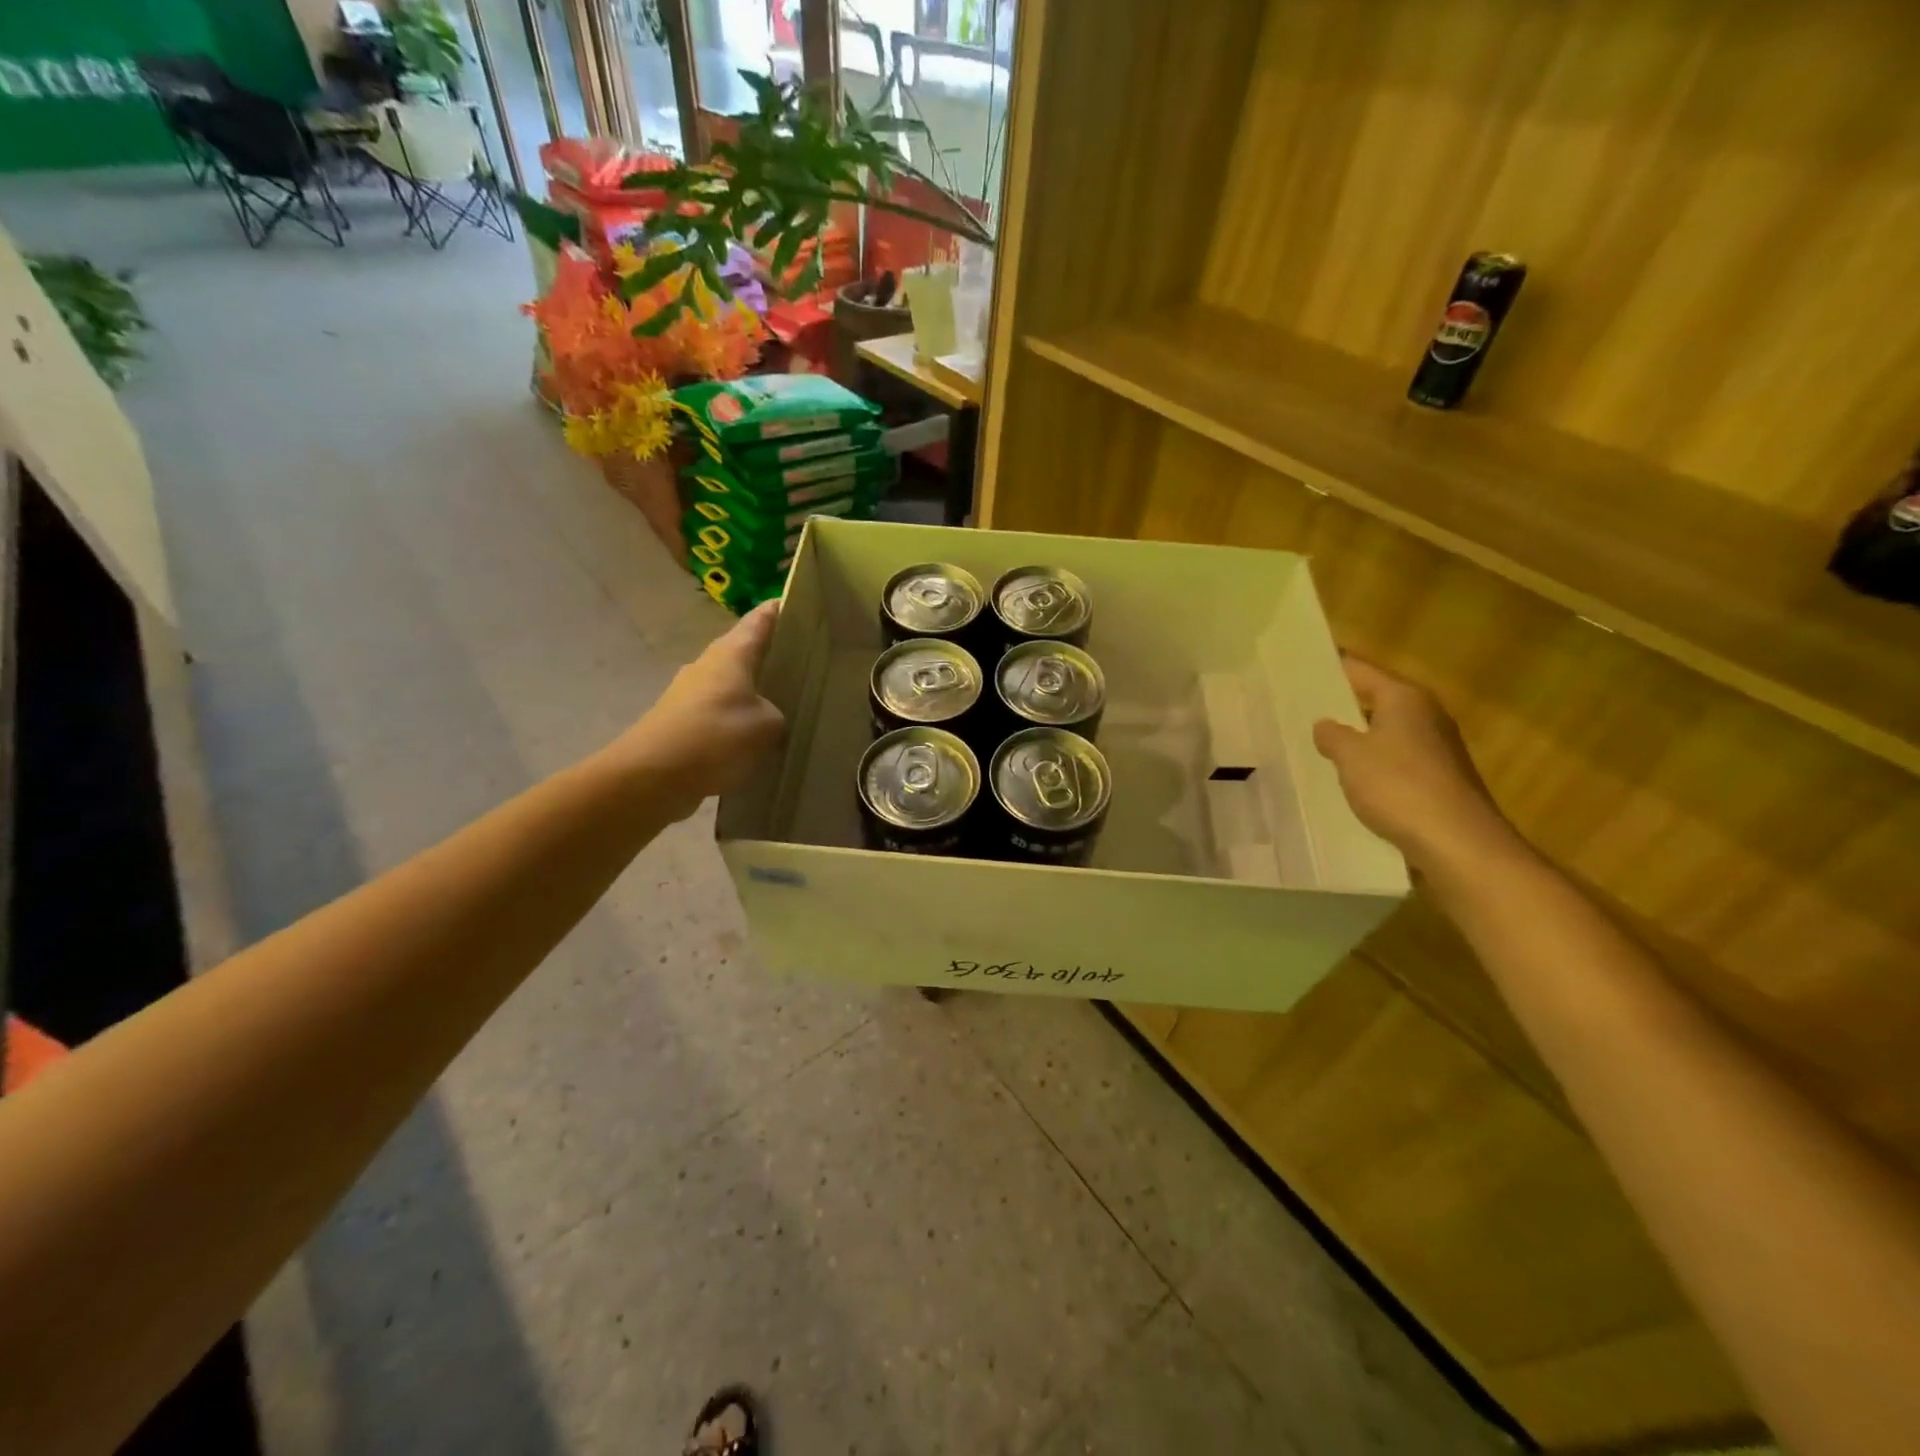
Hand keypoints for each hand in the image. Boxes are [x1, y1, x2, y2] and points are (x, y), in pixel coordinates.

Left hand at [615, 601, 786, 818]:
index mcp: (732, 653)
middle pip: (744, 651)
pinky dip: (738, 720)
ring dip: (754, 691)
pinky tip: (756, 739)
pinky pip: (720, 714)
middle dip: (771, 654)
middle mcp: (708, 665)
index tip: (802, 603)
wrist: (652, 776)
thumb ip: (778, 716)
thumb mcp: (767, 726)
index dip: (781, 609)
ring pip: (731, 684)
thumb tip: (772, 720)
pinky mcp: (682, 723)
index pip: (760, 619)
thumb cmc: (715, 737)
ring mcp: (690, 694)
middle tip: (805, 661)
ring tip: (786, 704)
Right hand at [1312, 656, 1522, 878]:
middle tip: (1299, 709)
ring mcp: (1436, 747)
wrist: (1458, 842)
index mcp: (1405, 698)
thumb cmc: (1399, 786)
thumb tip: (1325, 724)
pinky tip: (1350, 778)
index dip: (1328, 669)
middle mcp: (1426, 714)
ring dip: (1357, 737)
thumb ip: (1332, 735)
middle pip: (1375, 699)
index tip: (1298, 670)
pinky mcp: (1439, 777)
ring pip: (1385, 731)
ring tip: (1317, 744)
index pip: (1359, 670)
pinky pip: (1396, 759)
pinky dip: (1373, 763)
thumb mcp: (1351, 756)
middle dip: (1340, 705)